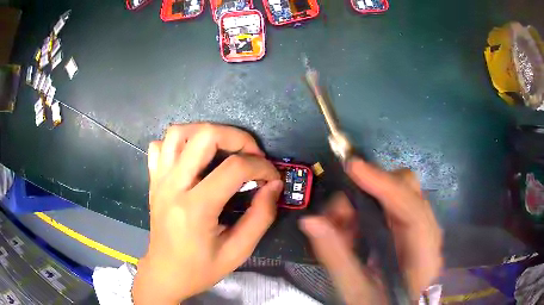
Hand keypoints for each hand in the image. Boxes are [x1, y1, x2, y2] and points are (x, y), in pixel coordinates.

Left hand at [133, 123, 282, 303]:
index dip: (262, 167)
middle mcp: (173, 186)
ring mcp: (159, 180)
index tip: (272, 177)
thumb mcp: (238, 252)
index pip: (234, 168)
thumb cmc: (200, 269)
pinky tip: (192, 158)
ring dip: (206, 132)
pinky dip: (178, 143)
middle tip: (252, 155)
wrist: (165, 274)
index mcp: (195, 208)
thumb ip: (260, 217)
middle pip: (204, 136)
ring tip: (224, 149)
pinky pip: (160, 146)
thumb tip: (274, 186)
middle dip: (237, 137)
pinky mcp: (153, 180)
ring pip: (178, 132)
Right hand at [299, 158, 441, 303]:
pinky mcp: (413, 229)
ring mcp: (423, 229)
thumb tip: (310, 221)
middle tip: (341, 211)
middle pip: (409, 190)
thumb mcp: (355, 290)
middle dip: (373, 188)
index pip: (412, 210)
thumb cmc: (380, 304)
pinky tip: (354, 228)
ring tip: (342, 224)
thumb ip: (336, 257)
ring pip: (400, 193)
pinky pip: (393, 205)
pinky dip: (371, 208)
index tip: (353, 166)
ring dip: (368, 199)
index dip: (384, 185)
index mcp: (424, 256)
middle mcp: (430, 234)